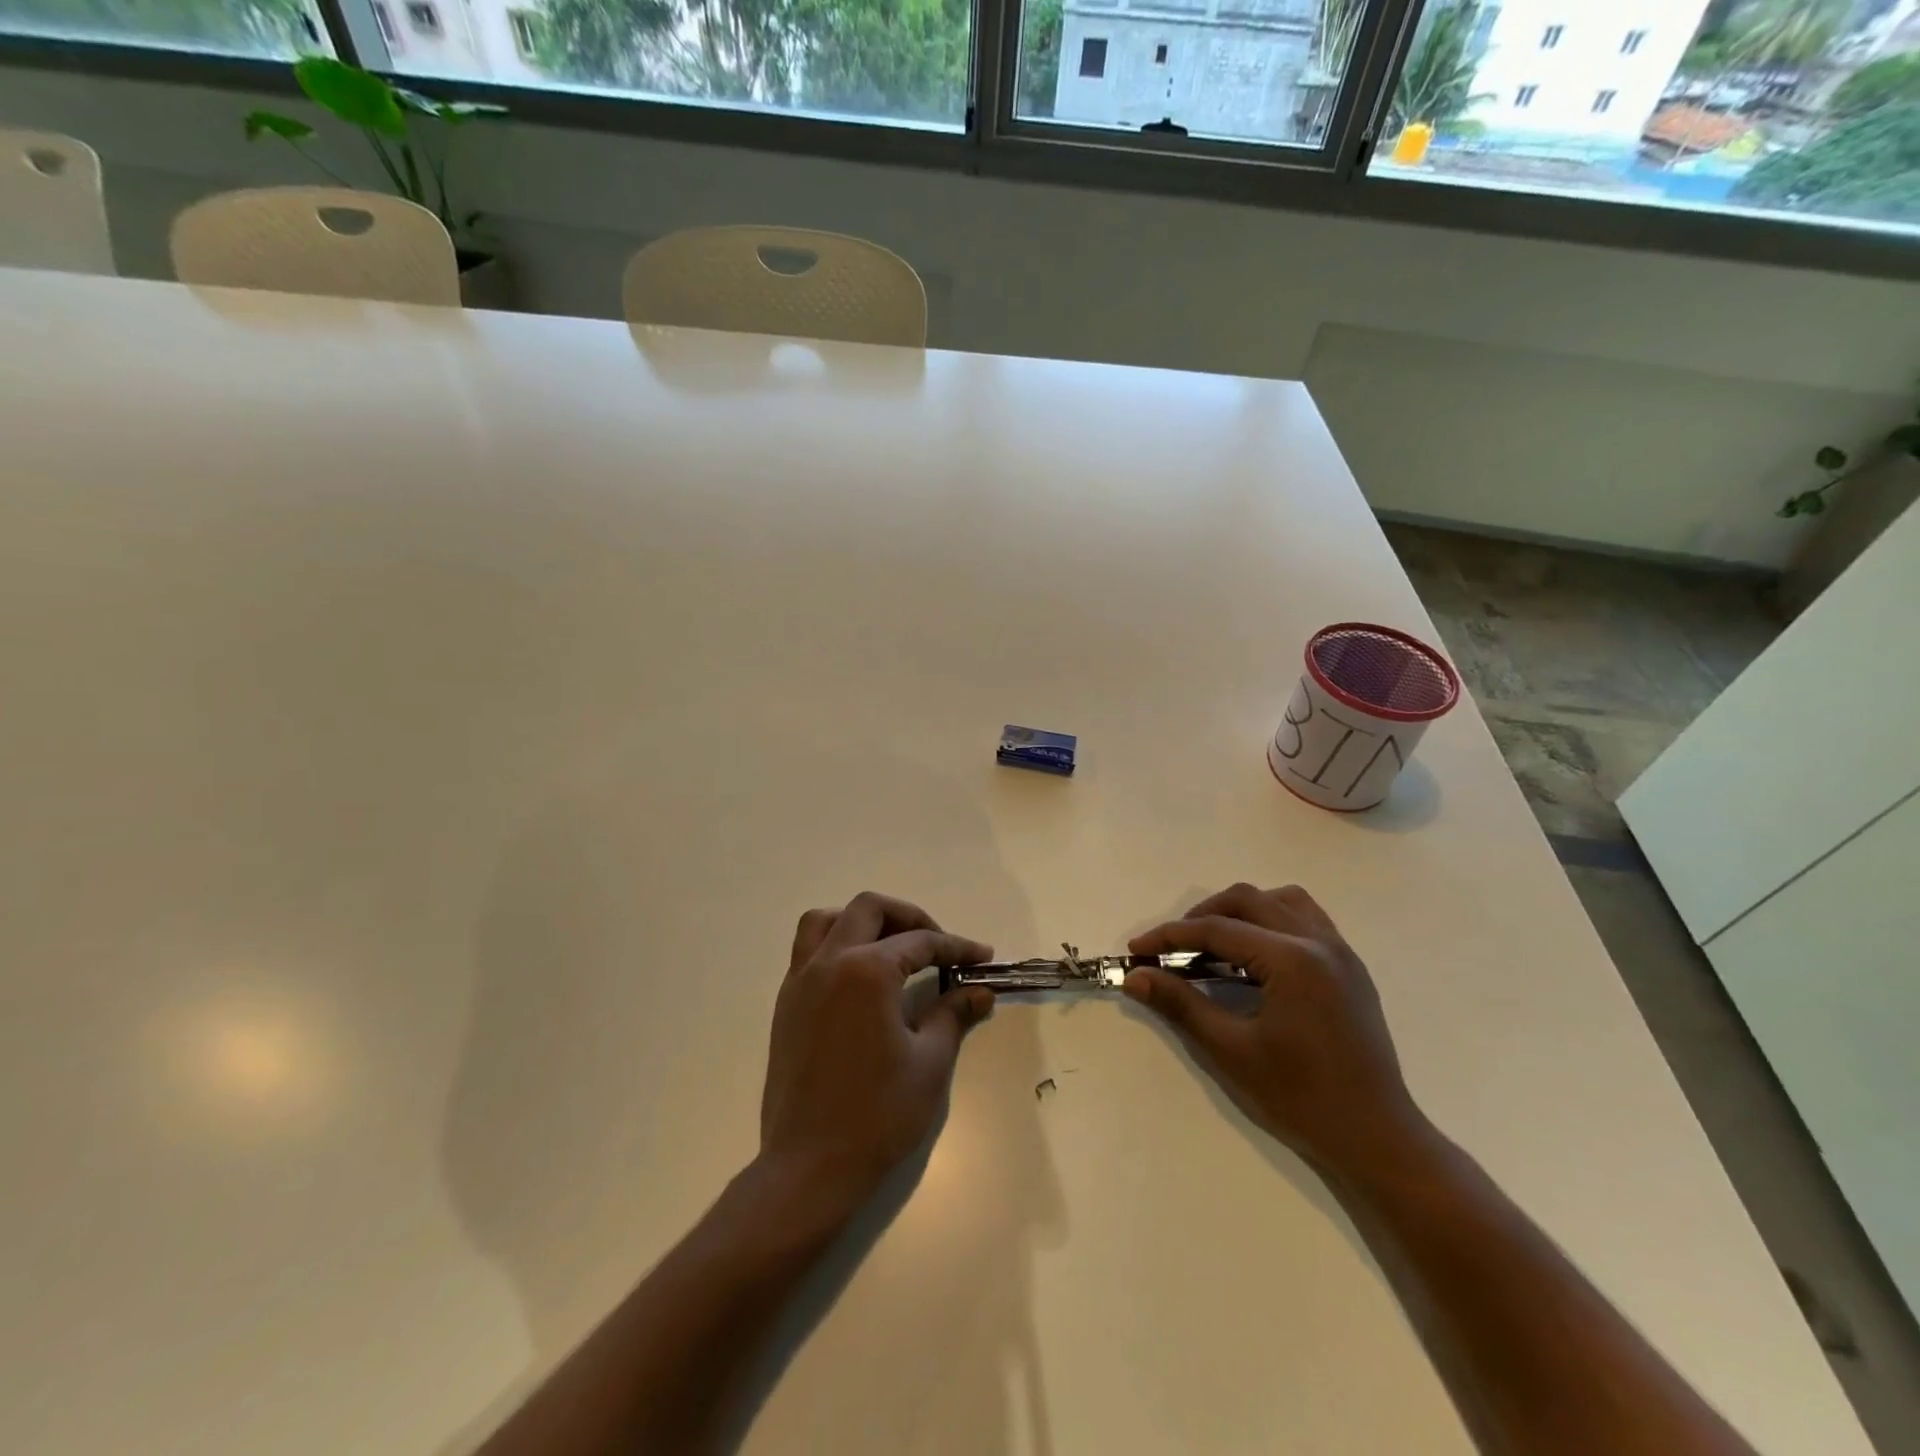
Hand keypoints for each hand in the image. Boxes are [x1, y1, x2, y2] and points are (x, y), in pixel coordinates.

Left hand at [760, 892, 995, 1211]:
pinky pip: (808, 951)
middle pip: (869, 909)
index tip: (982, 957)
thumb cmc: (878, 1115)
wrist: (809, 1167)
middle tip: (937, 944)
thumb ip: (954, 1014)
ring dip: (862, 922)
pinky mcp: (786, 1004)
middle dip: (909, 918)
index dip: (956, 946)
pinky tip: (860, 979)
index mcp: (867, 971)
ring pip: (827, 921)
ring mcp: (801, 981)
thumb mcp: (930, 1062)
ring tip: (890, 948)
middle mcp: (829, 962)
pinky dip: (836, 945)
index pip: (920, 942)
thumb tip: (980, 991)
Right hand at [1124, 883, 1431, 1182]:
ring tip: (1215, 943)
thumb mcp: (1231, 1050)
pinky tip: (1256, 955)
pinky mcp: (1350, 968)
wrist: (1376, 1138)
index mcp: (1291, 959)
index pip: (1217, 930)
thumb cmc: (1300, 1097)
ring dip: (1241, 910)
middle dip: (1202, 916)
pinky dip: (1272, 921)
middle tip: (1172, 948)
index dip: (1171, 936)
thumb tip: (1136, 977)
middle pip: (1247, 900)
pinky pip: (1306, 919)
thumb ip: (1181, 1004)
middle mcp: (1318, 942)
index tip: (1137, 950)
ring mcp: (1340, 952)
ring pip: (1281, 900)